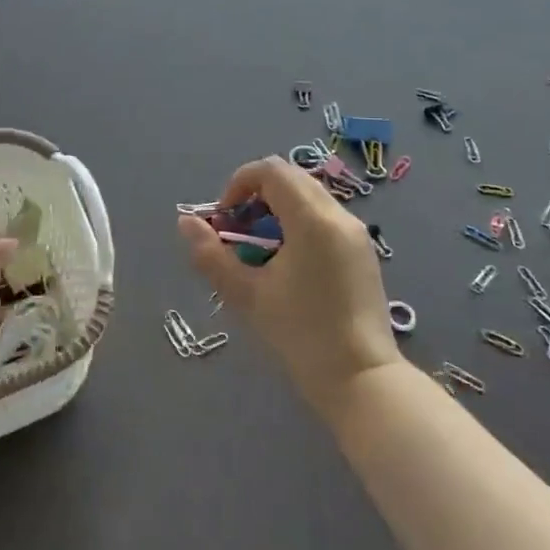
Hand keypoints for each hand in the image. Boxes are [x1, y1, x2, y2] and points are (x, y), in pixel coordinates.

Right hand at [178, 156, 400, 418]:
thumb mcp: (247, 294)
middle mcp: (339, 215)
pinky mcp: (363, 252)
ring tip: (260, 251)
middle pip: (291, 178)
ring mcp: (357, 233)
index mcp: (312, 219)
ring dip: (277, 209)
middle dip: (256, 195)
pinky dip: (299, 223)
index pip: (271, 170)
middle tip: (238, 233)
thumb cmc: (301, 334)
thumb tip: (186, 222)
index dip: (239, 183)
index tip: (225, 218)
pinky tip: (288, 264)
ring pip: (309, 197)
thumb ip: (212, 255)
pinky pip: (325, 217)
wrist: (362, 379)